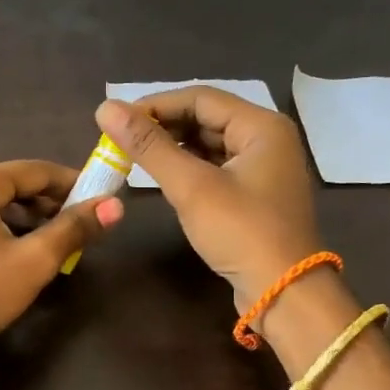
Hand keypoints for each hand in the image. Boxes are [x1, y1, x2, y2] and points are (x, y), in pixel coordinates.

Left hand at [0, 160, 123, 340]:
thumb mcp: (35, 261)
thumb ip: (74, 229)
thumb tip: (114, 205)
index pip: (36, 171)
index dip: (72, 184)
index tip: (99, 200)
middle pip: (9, 187)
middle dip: (45, 205)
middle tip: (74, 230)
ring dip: (16, 220)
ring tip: (40, 245)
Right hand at [95, 89, 319, 312]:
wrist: (283, 291)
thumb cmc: (241, 232)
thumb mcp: (191, 186)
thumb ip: (148, 146)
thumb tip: (106, 108)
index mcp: (261, 126)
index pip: (200, 98)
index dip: (155, 105)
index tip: (116, 120)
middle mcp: (267, 139)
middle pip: (207, 119)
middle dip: (163, 127)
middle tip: (121, 141)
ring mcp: (263, 169)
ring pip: (210, 145)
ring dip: (173, 149)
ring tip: (135, 157)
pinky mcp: (255, 196)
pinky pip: (216, 169)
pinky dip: (188, 169)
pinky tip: (163, 178)